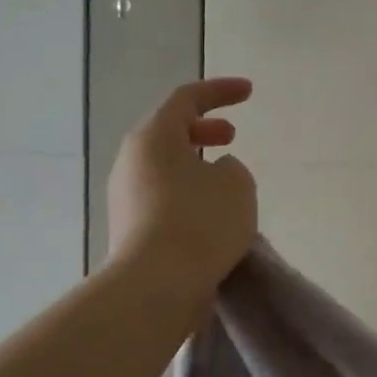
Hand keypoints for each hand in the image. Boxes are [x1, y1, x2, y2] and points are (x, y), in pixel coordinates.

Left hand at [107, 78, 257, 294]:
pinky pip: (164, 198)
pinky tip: (213, 216)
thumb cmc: (200, 222)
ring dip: (197, 165)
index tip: (249, 92)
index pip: (187, 98)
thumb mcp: (237, 184)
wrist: (157, 286)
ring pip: (166, 168)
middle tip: (232, 136)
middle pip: (169, 132)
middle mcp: (132, 162)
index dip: (220, 91)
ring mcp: (126, 197)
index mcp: (154, 137)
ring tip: (228, 182)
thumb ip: (232, 168)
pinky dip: (189, 195)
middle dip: (204, 129)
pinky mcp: (130, 229)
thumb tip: (215, 174)